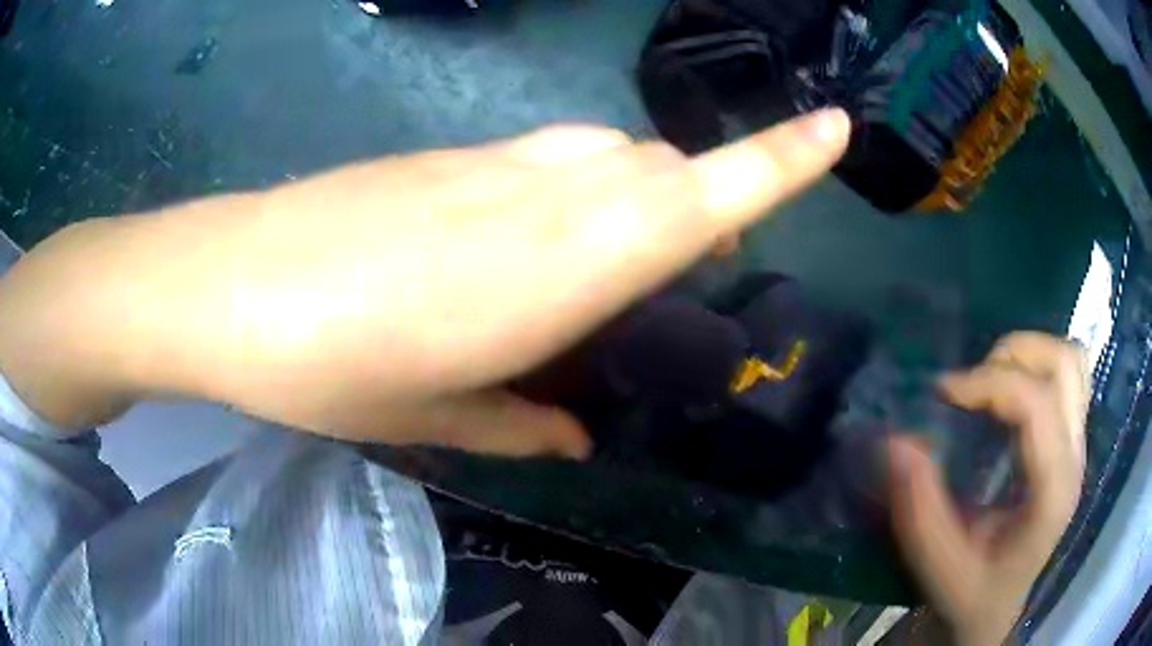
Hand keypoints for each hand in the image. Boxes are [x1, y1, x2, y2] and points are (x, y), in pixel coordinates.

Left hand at [0, 110, 849, 453]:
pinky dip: (581, 188)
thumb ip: (519, 421)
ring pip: (615, 154)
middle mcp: (542, 196)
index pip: (700, 196)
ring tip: (622, 260)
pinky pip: (552, 155)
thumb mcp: (429, 418)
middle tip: (702, 265)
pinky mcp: (449, 157)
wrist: (224, 286)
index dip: (782, 158)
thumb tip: (571, 431)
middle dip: (708, 203)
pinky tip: (536, 236)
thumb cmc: (322, 369)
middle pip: (666, 169)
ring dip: (646, 194)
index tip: (836, 127)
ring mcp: (491, 164)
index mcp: (555, 270)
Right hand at [890, 333, 1089, 645]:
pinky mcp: (1069, 440)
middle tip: (973, 381)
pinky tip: (1010, 394)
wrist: (996, 607)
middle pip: (1065, 365)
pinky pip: (1067, 377)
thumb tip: (897, 441)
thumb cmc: (972, 592)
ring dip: (1030, 355)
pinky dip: (1038, 367)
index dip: (991, 383)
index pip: (1038, 406)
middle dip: (1016, 355)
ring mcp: (1076, 446)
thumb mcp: (940, 564)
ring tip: (991, 379)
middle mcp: (1074, 459)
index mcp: (1052, 492)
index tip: (945, 392)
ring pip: (1071, 362)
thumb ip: (921, 509)